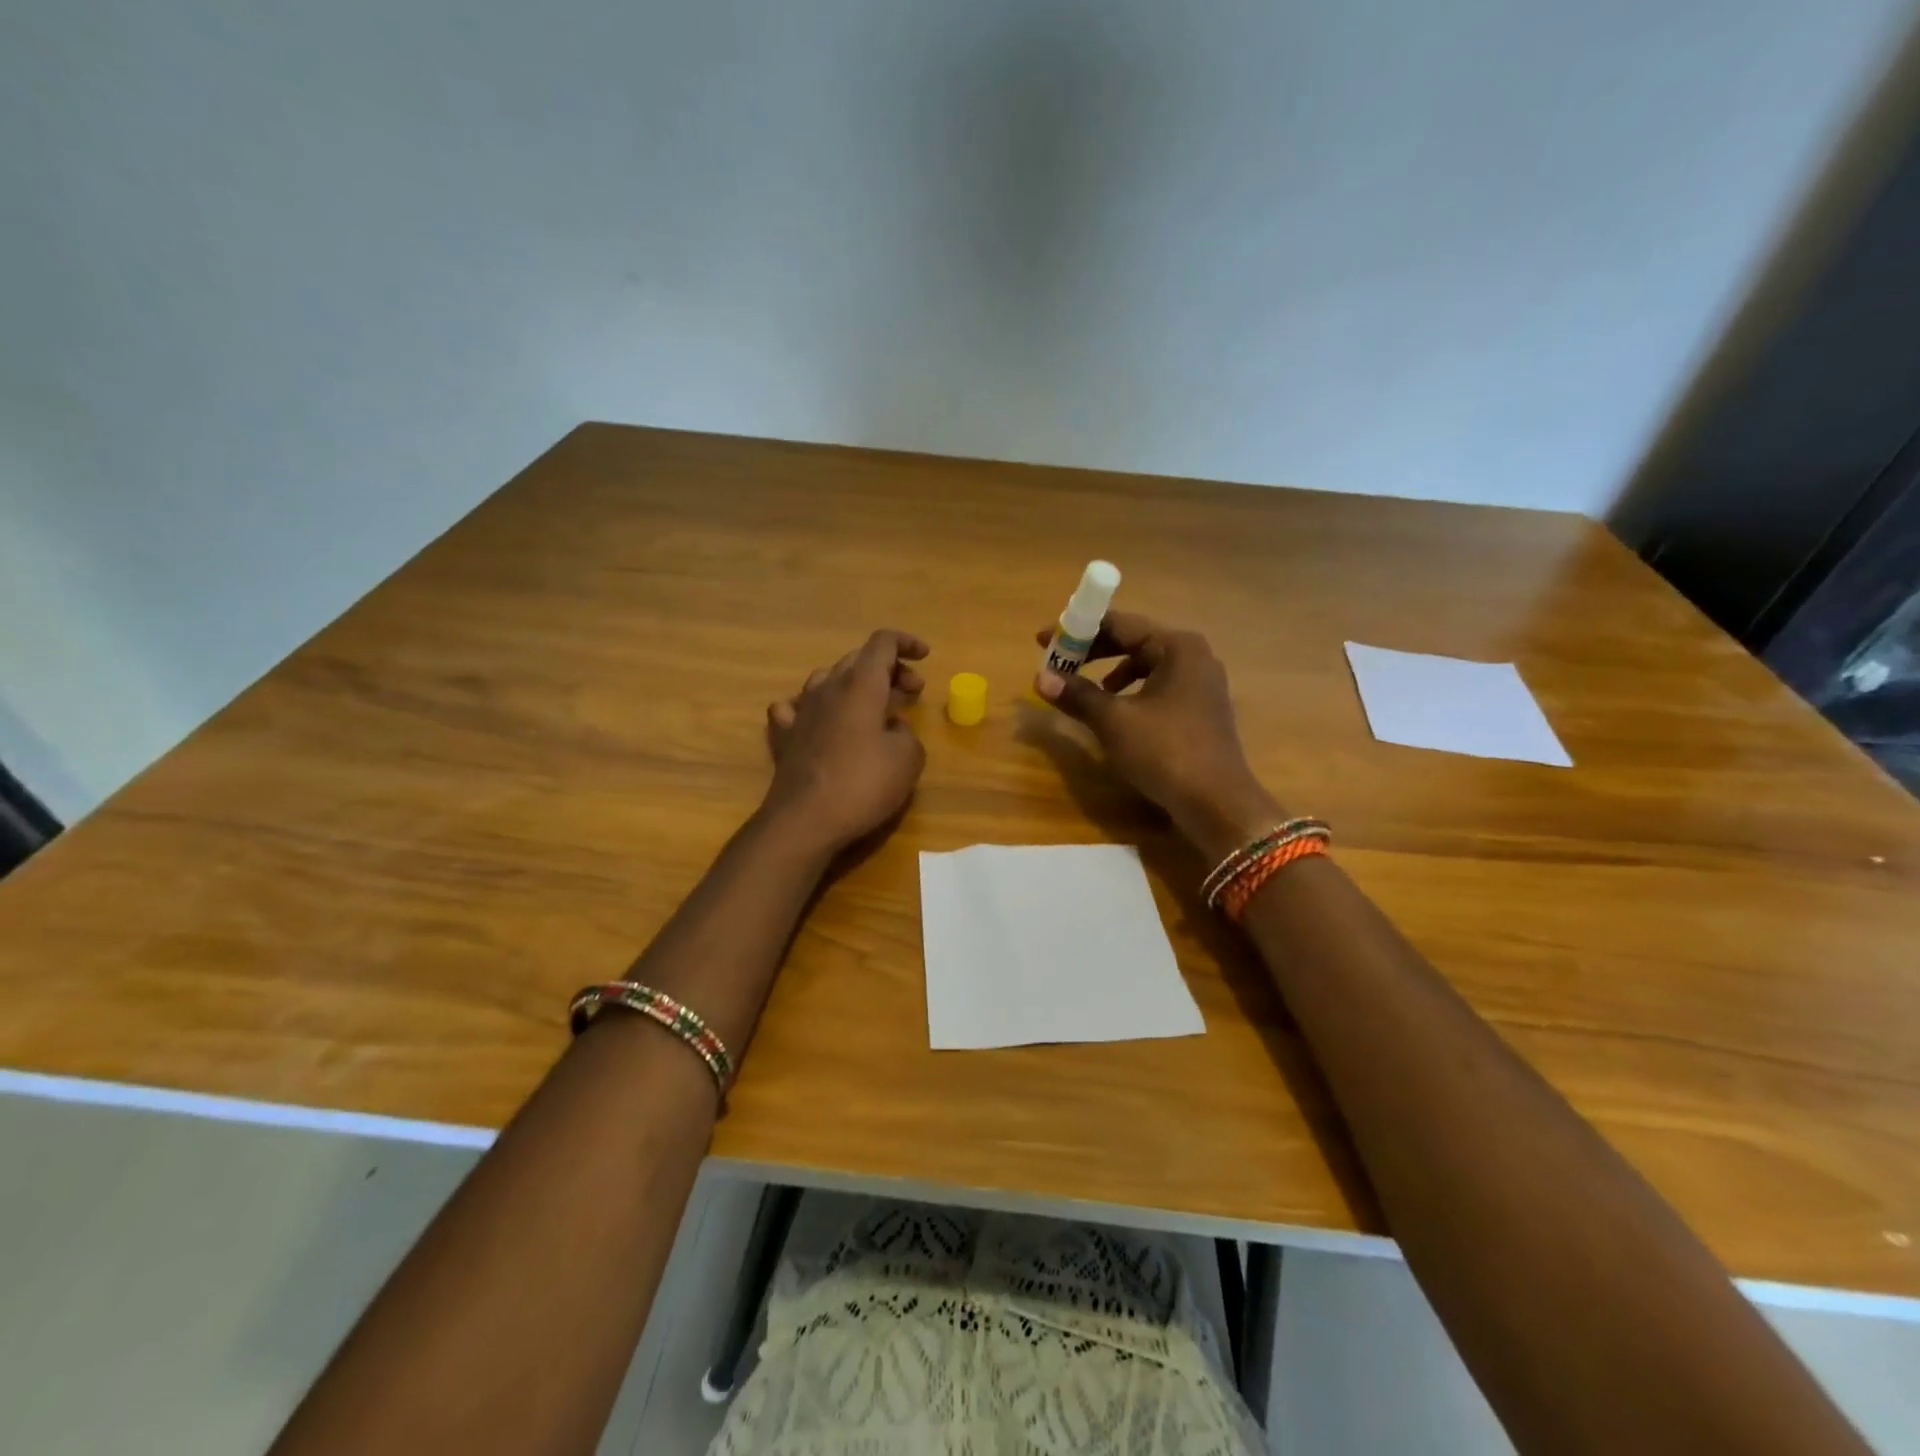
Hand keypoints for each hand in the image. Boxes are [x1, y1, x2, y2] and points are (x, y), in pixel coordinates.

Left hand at [762, 629, 929, 853]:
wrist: (805, 821)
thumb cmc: (863, 785)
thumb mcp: (908, 759)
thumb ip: (906, 733)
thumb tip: (891, 728)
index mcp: (861, 686)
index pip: (883, 643)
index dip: (906, 643)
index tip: (925, 658)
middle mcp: (827, 688)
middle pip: (858, 660)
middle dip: (889, 669)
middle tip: (911, 693)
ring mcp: (801, 711)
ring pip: (827, 678)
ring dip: (854, 684)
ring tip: (872, 707)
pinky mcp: (784, 736)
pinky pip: (794, 706)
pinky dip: (813, 705)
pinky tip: (819, 719)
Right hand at [1033, 612, 1282, 859]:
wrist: (1217, 804)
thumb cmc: (1165, 752)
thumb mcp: (1114, 721)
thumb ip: (1077, 695)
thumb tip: (1040, 677)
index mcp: (1177, 646)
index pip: (1119, 624)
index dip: (1077, 630)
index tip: (1044, 639)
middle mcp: (1194, 656)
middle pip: (1134, 642)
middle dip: (1093, 652)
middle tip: (1059, 662)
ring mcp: (1202, 684)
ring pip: (1146, 666)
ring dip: (1111, 672)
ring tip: (1086, 690)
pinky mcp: (1201, 710)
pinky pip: (1158, 687)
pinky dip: (1132, 692)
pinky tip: (1117, 714)